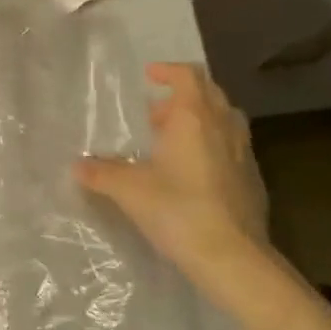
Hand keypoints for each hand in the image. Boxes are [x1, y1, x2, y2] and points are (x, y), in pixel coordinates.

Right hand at [74, 63, 269, 286]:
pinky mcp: (253, 180)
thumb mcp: (129, 190)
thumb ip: (101, 173)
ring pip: (225, 120)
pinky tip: (193, 173)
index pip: (188, 75)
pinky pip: (232, 148)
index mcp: (194, 117)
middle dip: (182, 96)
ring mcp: (244, 153)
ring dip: (201, 120)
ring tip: (174, 140)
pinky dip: (213, 147)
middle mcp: (223, 127)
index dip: (168, 71)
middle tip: (155, 113)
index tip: (149, 76)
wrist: (233, 258)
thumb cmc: (178, 210)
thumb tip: (77, 166)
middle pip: (209, 93)